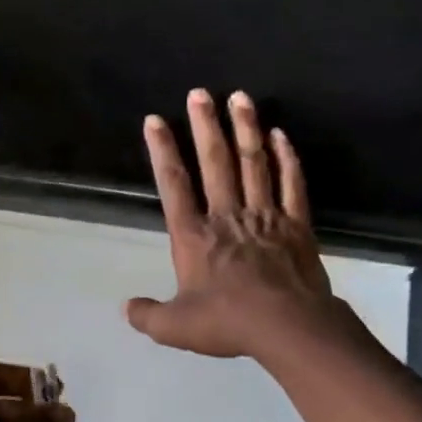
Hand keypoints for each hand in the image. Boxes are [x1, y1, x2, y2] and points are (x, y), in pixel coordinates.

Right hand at [127, 89, 337, 360]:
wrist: (287, 327)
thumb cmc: (227, 323)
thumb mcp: (175, 328)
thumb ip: (147, 316)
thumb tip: (126, 308)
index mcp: (194, 237)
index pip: (174, 186)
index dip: (162, 151)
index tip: (155, 121)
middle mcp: (227, 217)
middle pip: (216, 163)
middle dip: (205, 126)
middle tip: (199, 93)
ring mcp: (265, 217)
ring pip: (254, 164)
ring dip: (245, 129)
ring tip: (239, 97)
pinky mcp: (296, 225)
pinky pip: (291, 184)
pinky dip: (286, 158)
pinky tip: (280, 136)